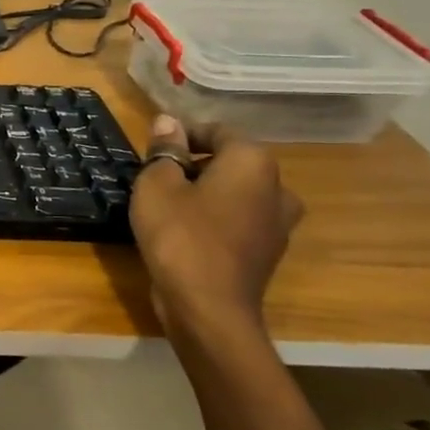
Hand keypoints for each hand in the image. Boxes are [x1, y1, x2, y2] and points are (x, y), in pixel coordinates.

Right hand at [130, 116, 303, 334]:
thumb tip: (169, 122)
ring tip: (167, 207)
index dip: (181, 136)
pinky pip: (238, 221)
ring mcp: (278, 223)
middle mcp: (277, 187)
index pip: (216, 131)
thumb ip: (164, 150)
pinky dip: (214, 219)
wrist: (207, 307)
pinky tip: (184, 234)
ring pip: (236, 193)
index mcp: (252, 162)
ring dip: (205, 193)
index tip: (151, 152)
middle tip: (154, 179)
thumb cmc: (179, 235)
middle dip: (194, 165)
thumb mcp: (156, 184)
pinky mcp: (268, 252)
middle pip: (229, 162)